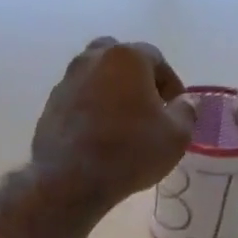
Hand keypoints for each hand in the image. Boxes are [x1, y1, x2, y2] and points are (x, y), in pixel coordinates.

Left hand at [32, 38, 196, 208]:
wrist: (70, 179)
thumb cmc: (129, 151)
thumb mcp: (176, 136)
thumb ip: (186, 111)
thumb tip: (185, 101)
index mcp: (126, 57)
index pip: (156, 58)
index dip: (170, 83)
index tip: (175, 108)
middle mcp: (92, 59)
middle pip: (121, 59)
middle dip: (137, 78)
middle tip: (148, 108)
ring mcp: (67, 80)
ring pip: (96, 77)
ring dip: (111, 92)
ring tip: (123, 123)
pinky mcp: (51, 104)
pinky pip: (79, 98)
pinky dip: (91, 108)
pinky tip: (99, 134)